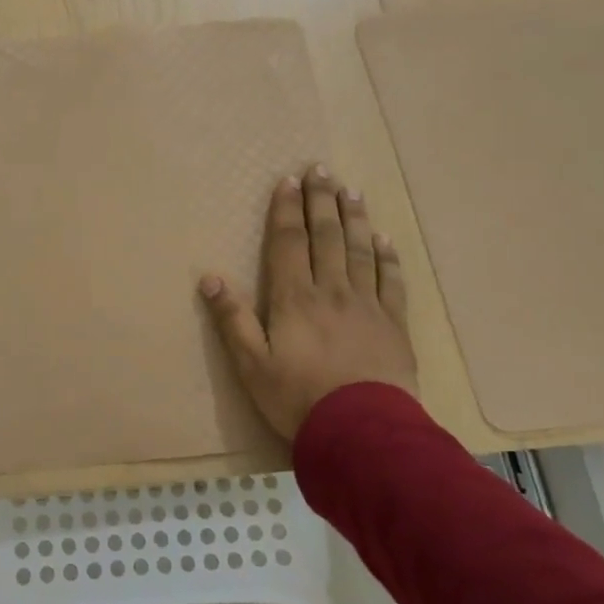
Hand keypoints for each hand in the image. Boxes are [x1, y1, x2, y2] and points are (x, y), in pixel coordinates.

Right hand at [201, 164, 416, 440]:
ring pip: (360, 251)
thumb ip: (231, 319)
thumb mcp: (251, 364)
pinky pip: (391, 282)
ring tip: (351, 191)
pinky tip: (384, 239)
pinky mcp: (394, 325)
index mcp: (294, 298)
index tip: (288, 181)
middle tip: (321, 170)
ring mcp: (367, 305)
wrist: (363, 432)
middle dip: (321, 201)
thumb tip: (209, 277)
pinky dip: (387, 257)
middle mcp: (331, 291)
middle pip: (327, 237)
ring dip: (354, 218)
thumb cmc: (297, 398)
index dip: (287, 210)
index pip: (289, 243)